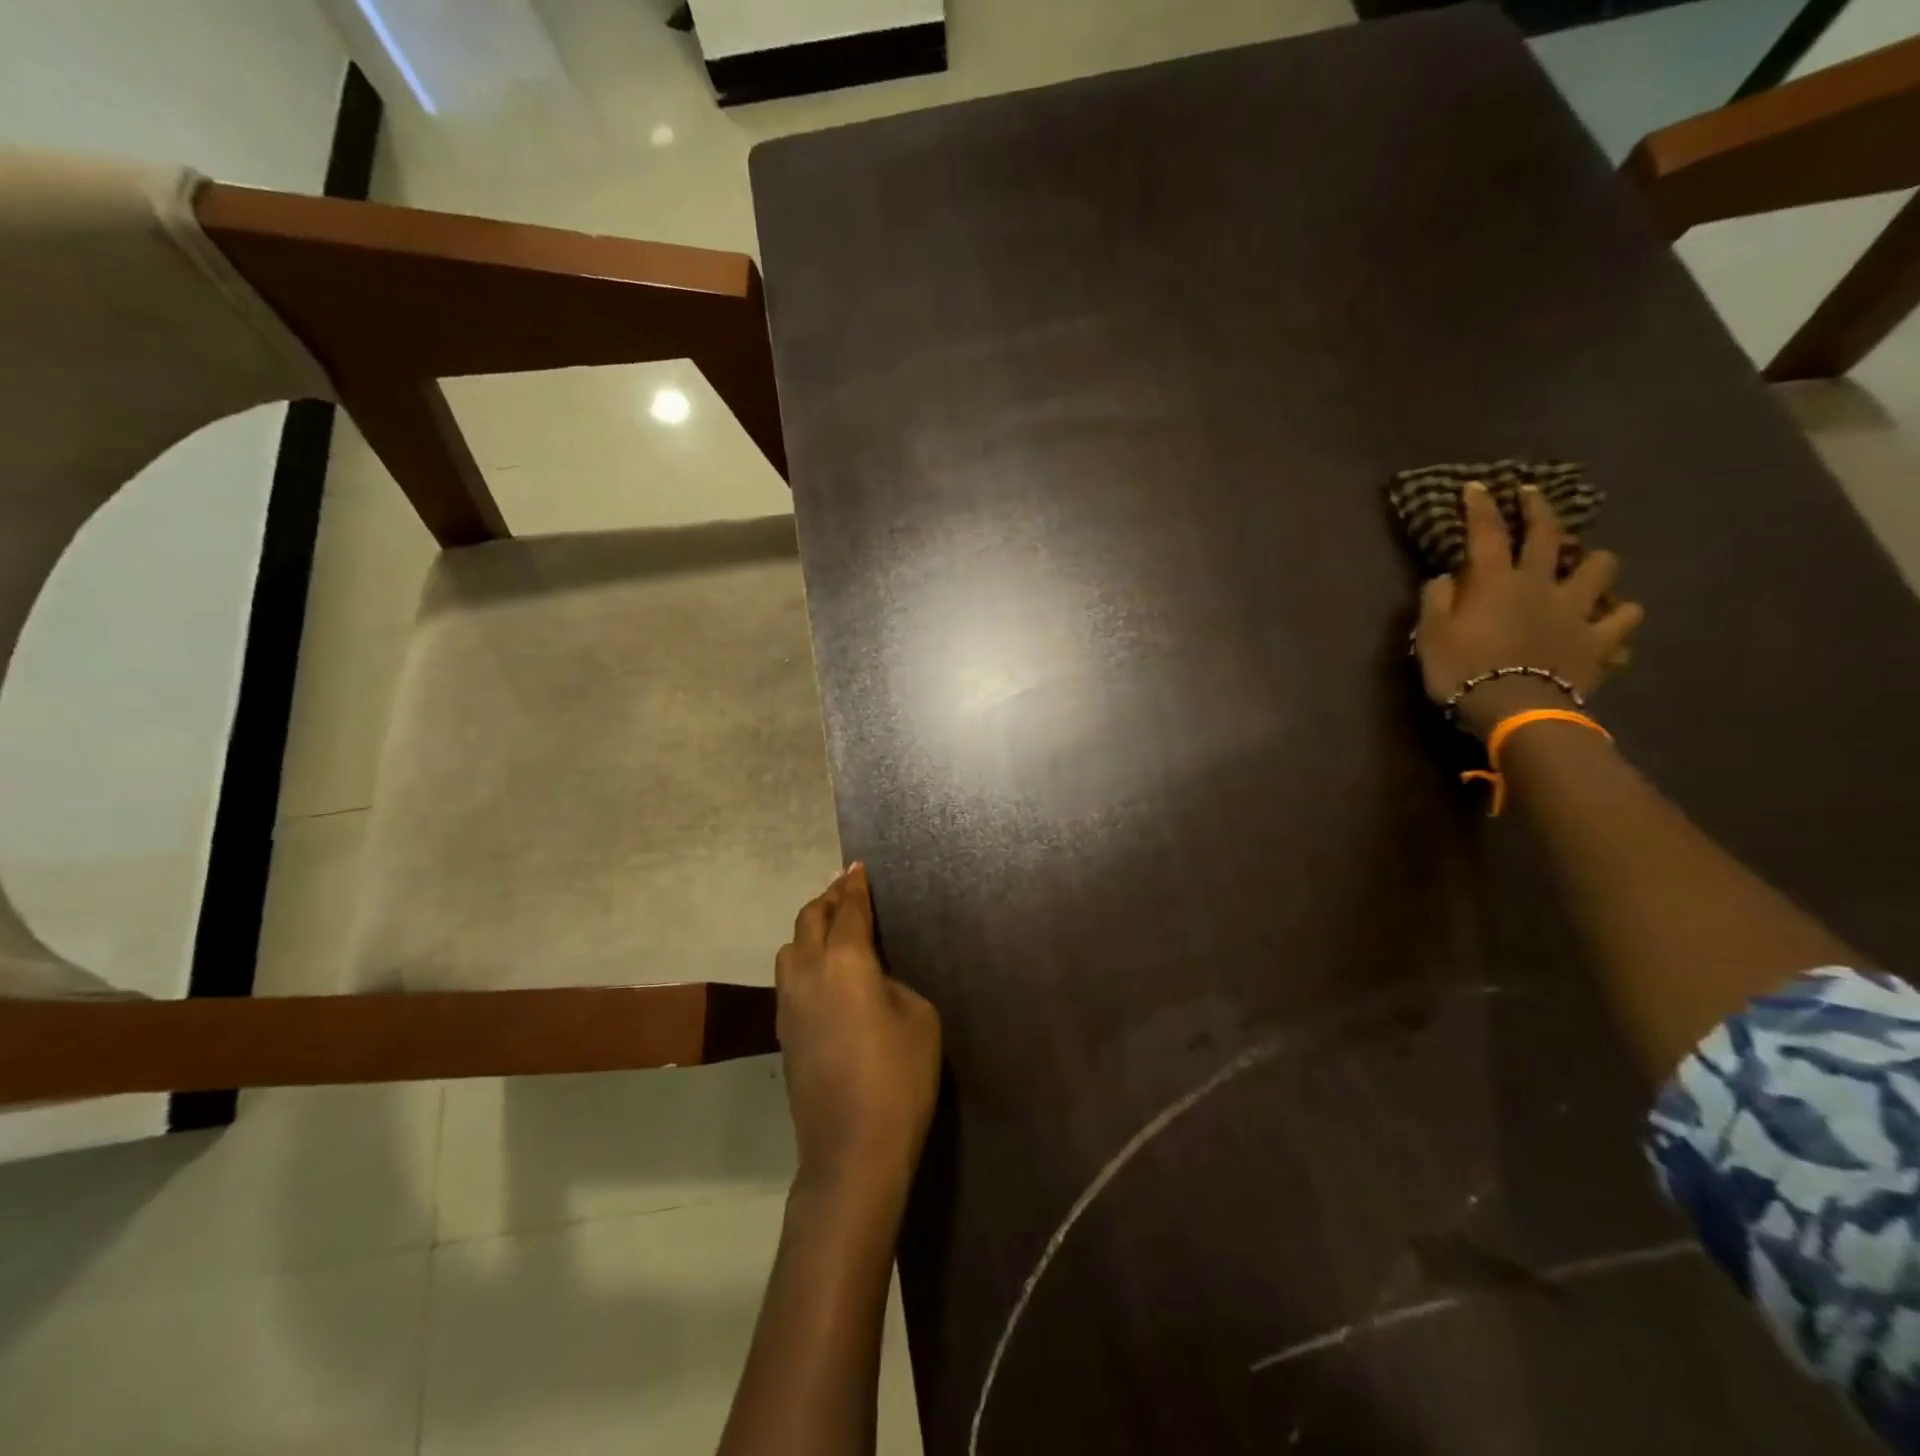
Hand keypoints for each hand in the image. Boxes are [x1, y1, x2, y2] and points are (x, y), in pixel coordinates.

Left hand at [775, 864, 941, 1200]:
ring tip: (831, 927)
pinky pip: (789, 976)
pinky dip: (804, 958)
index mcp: (844, 960)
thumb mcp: (918, 1017)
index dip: (855, 886)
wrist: (852, 1150)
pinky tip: (822, 972)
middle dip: (828, 898)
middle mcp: (808, 972)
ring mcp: (789, 1003)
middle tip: (846, 888)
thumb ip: (891, 983)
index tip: (858, 867)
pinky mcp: (783, 1032)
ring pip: (790, 947)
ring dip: (809, 928)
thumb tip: (872, 979)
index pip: (848, 909)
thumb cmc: (899, 1077)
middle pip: (809, 919)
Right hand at [1415, 481, 1644, 739]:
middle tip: (1531, 494)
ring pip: (1599, 568)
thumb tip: (1445, 577)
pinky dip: (1619, 613)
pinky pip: (1623, 618)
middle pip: (1546, 536)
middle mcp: (1540, 584)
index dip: (1480, 507)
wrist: (1516, 708)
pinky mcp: (1599, 639)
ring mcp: (1576, 609)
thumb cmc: (1463, 670)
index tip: (1477, 485)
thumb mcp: (1430, 636)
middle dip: (1538, 510)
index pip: (1486, 533)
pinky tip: (1613, 615)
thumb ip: (1436, 601)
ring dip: (1592, 561)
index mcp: (1495, 581)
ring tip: (1585, 563)